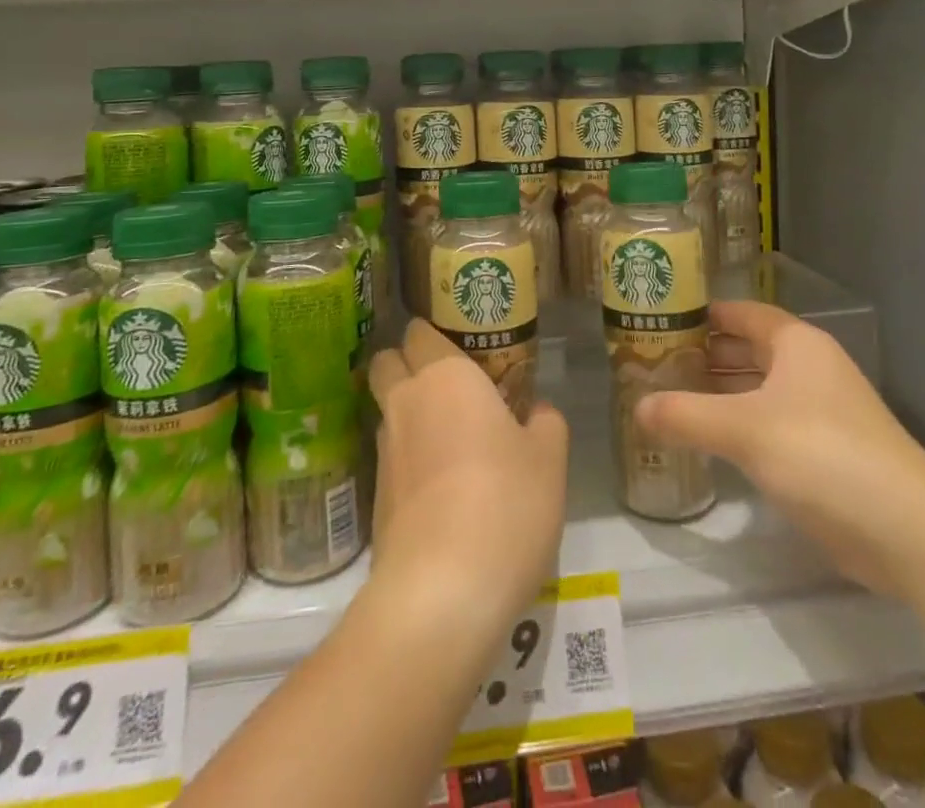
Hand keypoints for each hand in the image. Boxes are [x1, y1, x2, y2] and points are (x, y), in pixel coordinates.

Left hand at [368, 319, 569, 634]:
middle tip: (448, 386)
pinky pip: (391, 460)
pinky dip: (409, 461)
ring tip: (451, 441)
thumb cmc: (506, 503)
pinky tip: (441, 489)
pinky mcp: (374, 499)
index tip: (460, 347)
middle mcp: (406, 402)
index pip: (419, 332)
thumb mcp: (549, 459)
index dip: (433, 334)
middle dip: (406, 364)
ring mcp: (384, 452)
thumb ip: (545, 422)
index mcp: (445, 377)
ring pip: (388, 412)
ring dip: (409, 415)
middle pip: (387, 362)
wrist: (442, 592)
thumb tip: (536, 411)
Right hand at [636, 300, 924, 595]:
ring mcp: (821, 410)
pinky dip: (739, 426)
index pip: (742, 313)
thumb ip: (685, 416)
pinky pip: (770, 423)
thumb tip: (637, 408)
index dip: (704, 314)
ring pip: (758, 388)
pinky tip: (710, 441)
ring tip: (671, 399)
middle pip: (749, 349)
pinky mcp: (825, 451)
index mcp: (796, 344)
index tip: (661, 320)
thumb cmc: (821, 454)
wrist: (907, 530)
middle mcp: (809, 368)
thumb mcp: (744, 430)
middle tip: (654, 363)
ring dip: (720, 393)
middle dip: (705, 355)